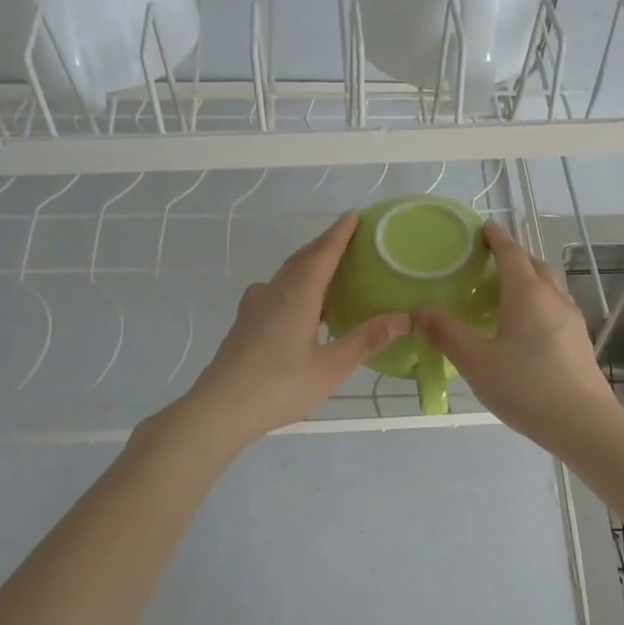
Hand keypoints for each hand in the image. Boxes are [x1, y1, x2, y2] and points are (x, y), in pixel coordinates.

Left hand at [168, 212, 406, 456]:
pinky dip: (295, 286)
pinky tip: (302, 307)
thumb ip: (366, 340)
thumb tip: (403, 318)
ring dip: (308, 266)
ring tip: (330, 271)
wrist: (220, 409)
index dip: (340, 234)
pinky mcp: (245, 324)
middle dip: (325, 245)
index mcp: (297, 295)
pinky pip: (275, 291)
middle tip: (349, 239)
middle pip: (302, 259)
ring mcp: (255, 308)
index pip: (323, 254)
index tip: (354, 215)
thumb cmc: (279, 386)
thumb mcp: (331, 367)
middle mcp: (274, 292)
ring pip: (286, 275)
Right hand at [413, 222, 616, 447]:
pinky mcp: (579, 341)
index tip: (484, 227)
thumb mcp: (476, 361)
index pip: (511, 253)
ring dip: (531, 279)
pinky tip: (527, 327)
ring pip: (551, 286)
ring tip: (508, 293)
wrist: (582, 422)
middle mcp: (553, 298)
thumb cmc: (525, 386)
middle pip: (535, 265)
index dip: (496, 238)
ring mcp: (572, 319)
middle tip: (492, 261)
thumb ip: (447, 333)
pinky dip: (540, 303)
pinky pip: (557, 308)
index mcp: (527, 294)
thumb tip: (419, 309)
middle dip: (515, 256)